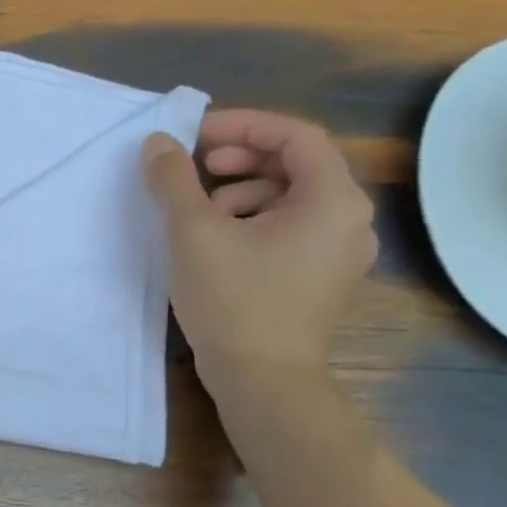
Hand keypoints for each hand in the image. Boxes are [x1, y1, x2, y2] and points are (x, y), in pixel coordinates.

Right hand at [143, 109, 377, 387]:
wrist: (262, 381)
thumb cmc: (234, 300)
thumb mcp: (193, 233)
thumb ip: (174, 180)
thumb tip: (157, 143)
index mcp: (332, 200)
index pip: (295, 136)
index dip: (243, 125)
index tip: (196, 135)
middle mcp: (348, 220)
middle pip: (297, 165)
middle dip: (241, 159)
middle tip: (198, 166)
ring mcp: (339, 253)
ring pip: (290, 199)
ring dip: (242, 192)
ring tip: (201, 214)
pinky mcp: (321, 279)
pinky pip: (290, 230)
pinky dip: (253, 222)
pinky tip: (217, 244)